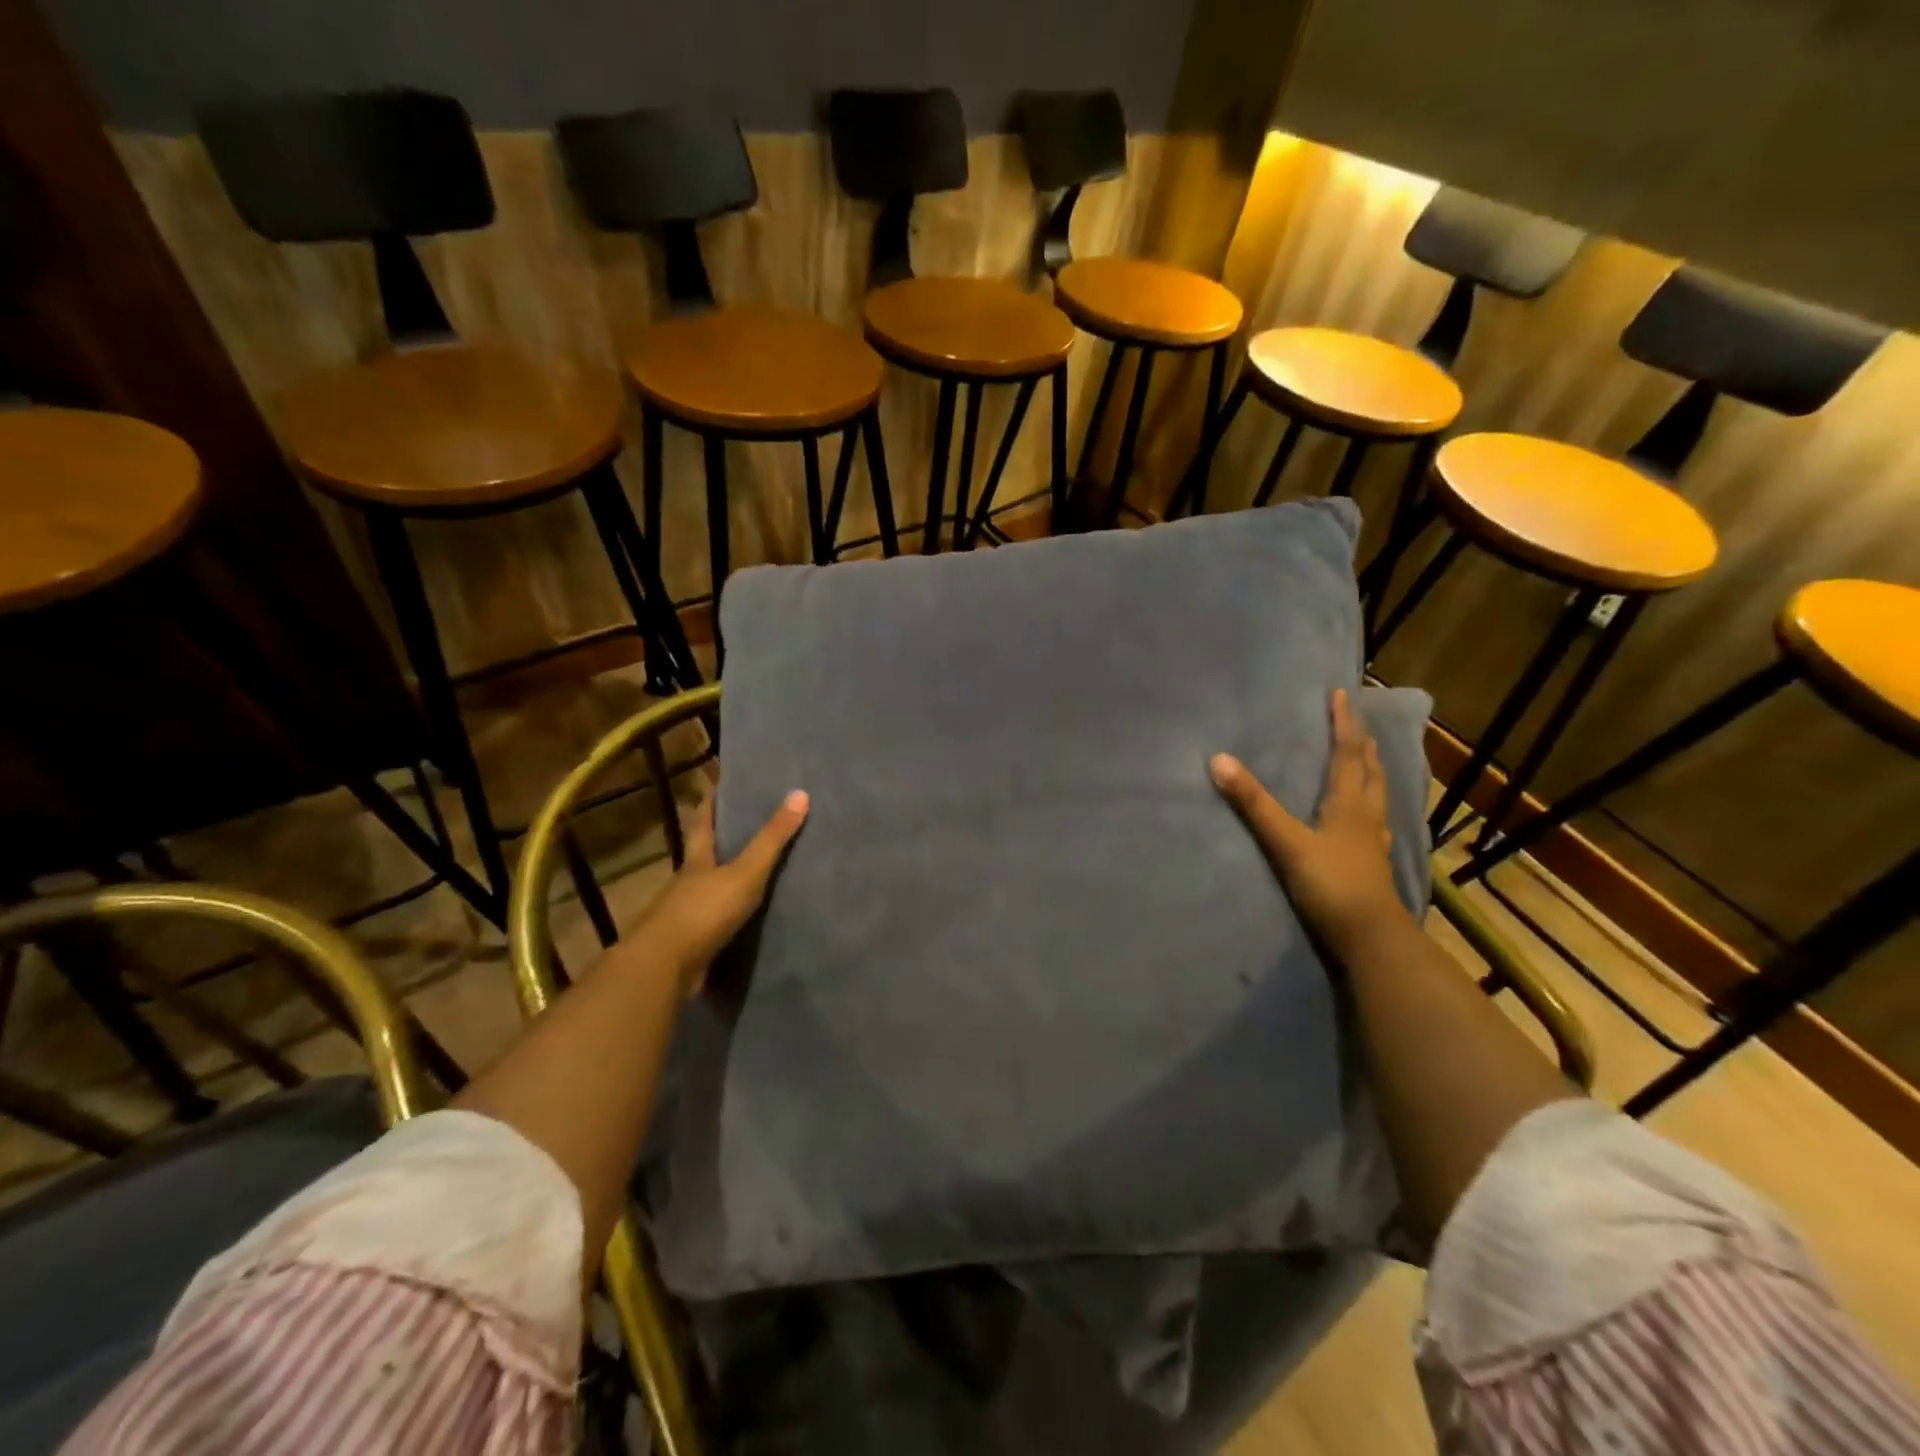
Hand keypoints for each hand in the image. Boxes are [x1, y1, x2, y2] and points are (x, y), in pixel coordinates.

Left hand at [630, 788, 808, 992]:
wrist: (663, 969)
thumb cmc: (703, 911)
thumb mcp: (745, 872)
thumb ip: (771, 839)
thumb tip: (800, 793)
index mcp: (697, 859)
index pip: (702, 821)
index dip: (709, 801)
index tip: (718, 782)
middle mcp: (687, 881)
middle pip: (703, 853)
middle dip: (720, 839)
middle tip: (747, 822)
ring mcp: (685, 913)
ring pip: (708, 887)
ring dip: (725, 879)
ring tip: (754, 870)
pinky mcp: (691, 942)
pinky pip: (714, 920)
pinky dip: (728, 914)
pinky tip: (746, 917)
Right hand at [1210, 688, 1411, 955]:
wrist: (1370, 939)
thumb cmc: (1331, 884)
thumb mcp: (1286, 841)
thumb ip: (1253, 804)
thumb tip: (1218, 760)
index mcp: (1349, 804)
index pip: (1348, 753)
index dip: (1344, 723)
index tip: (1340, 694)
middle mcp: (1367, 816)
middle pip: (1369, 771)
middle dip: (1362, 743)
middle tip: (1355, 723)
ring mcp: (1374, 842)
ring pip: (1377, 796)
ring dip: (1371, 772)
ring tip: (1367, 759)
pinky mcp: (1373, 865)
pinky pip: (1374, 823)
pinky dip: (1370, 807)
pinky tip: (1367, 819)